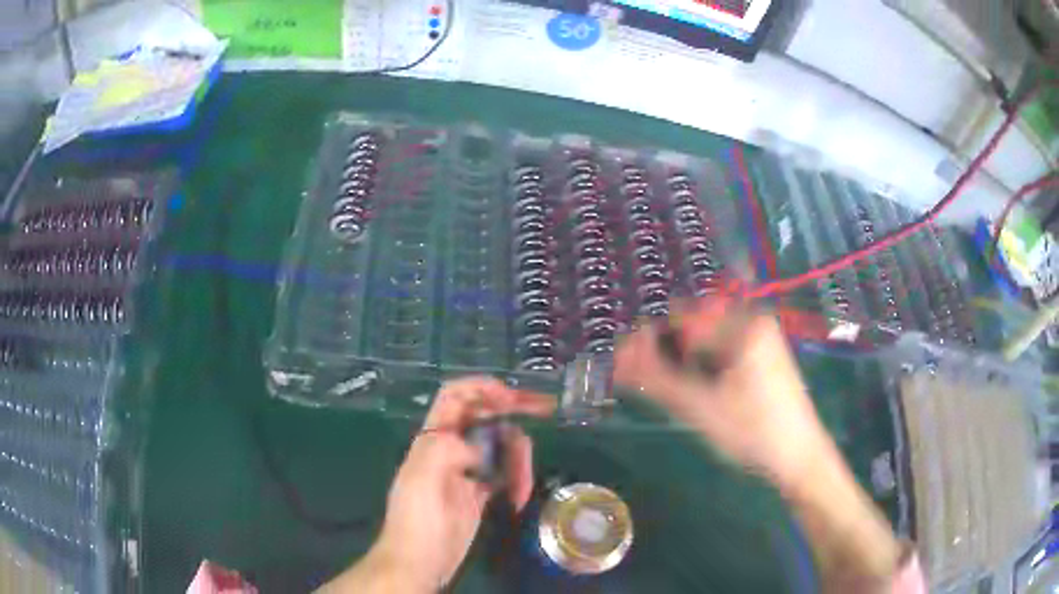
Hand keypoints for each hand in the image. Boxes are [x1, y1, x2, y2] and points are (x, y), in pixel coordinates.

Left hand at [367, 376, 554, 591]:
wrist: (419, 563)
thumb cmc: (416, 522)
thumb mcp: (420, 482)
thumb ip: (443, 451)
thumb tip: (476, 447)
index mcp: (433, 439)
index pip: (455, 397)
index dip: (481, 388)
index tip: (511, 396)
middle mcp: (451, 449)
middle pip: (485, 417)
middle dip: (513, 412)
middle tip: (545, 410)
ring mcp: (468, 470)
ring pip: (501, 446)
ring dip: (519, 459)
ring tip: (521, 487)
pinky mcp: (480, 492)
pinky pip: (506, 473)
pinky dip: (517, 479)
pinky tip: (518, 498)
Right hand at [613, 298, 832, 488]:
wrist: (800, 458)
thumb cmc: (754, 431)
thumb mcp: (701, 407)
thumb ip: (656, 379)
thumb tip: (617, 356)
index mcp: (744, 323)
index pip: (681, 318)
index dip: (648, 341)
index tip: (623, 366)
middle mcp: (753, 320)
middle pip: (693, 326)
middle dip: (665, 351)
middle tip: (641, 381)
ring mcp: (760, 338)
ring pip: (706, 340)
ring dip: (681, 361)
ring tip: (665, 390)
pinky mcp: (762, 357)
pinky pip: (721, 351)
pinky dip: (702, 366)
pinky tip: (695, 390)